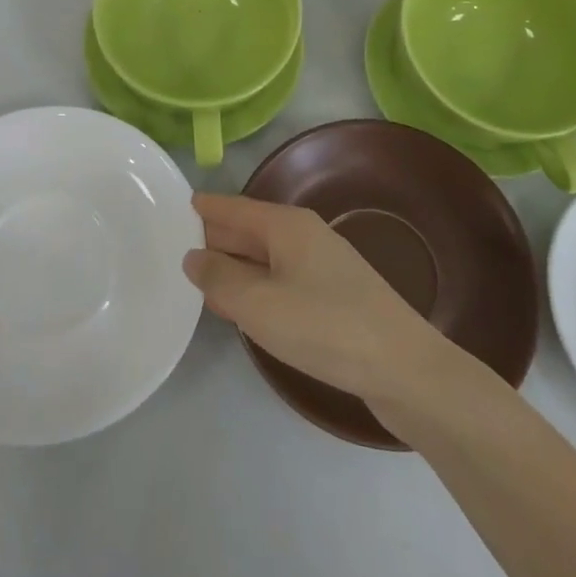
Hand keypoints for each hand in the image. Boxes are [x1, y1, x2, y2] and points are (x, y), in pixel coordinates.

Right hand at [183, 194, 451, 407]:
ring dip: (233, 265)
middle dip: (214, 236)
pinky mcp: (333, 298)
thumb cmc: (326, 327)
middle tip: (170, 244)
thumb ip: (220, 279)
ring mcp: (322, 267)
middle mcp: (305, 236)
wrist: (405, 369)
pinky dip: (255, 286)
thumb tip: (193, 256)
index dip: (203, 208)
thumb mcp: (260, 304)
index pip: (234, 208)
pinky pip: (280, 280)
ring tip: (195, 275)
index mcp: (287, 226)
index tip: (172, 206)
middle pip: (249, 230)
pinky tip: (240, 306)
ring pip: (264, 258)